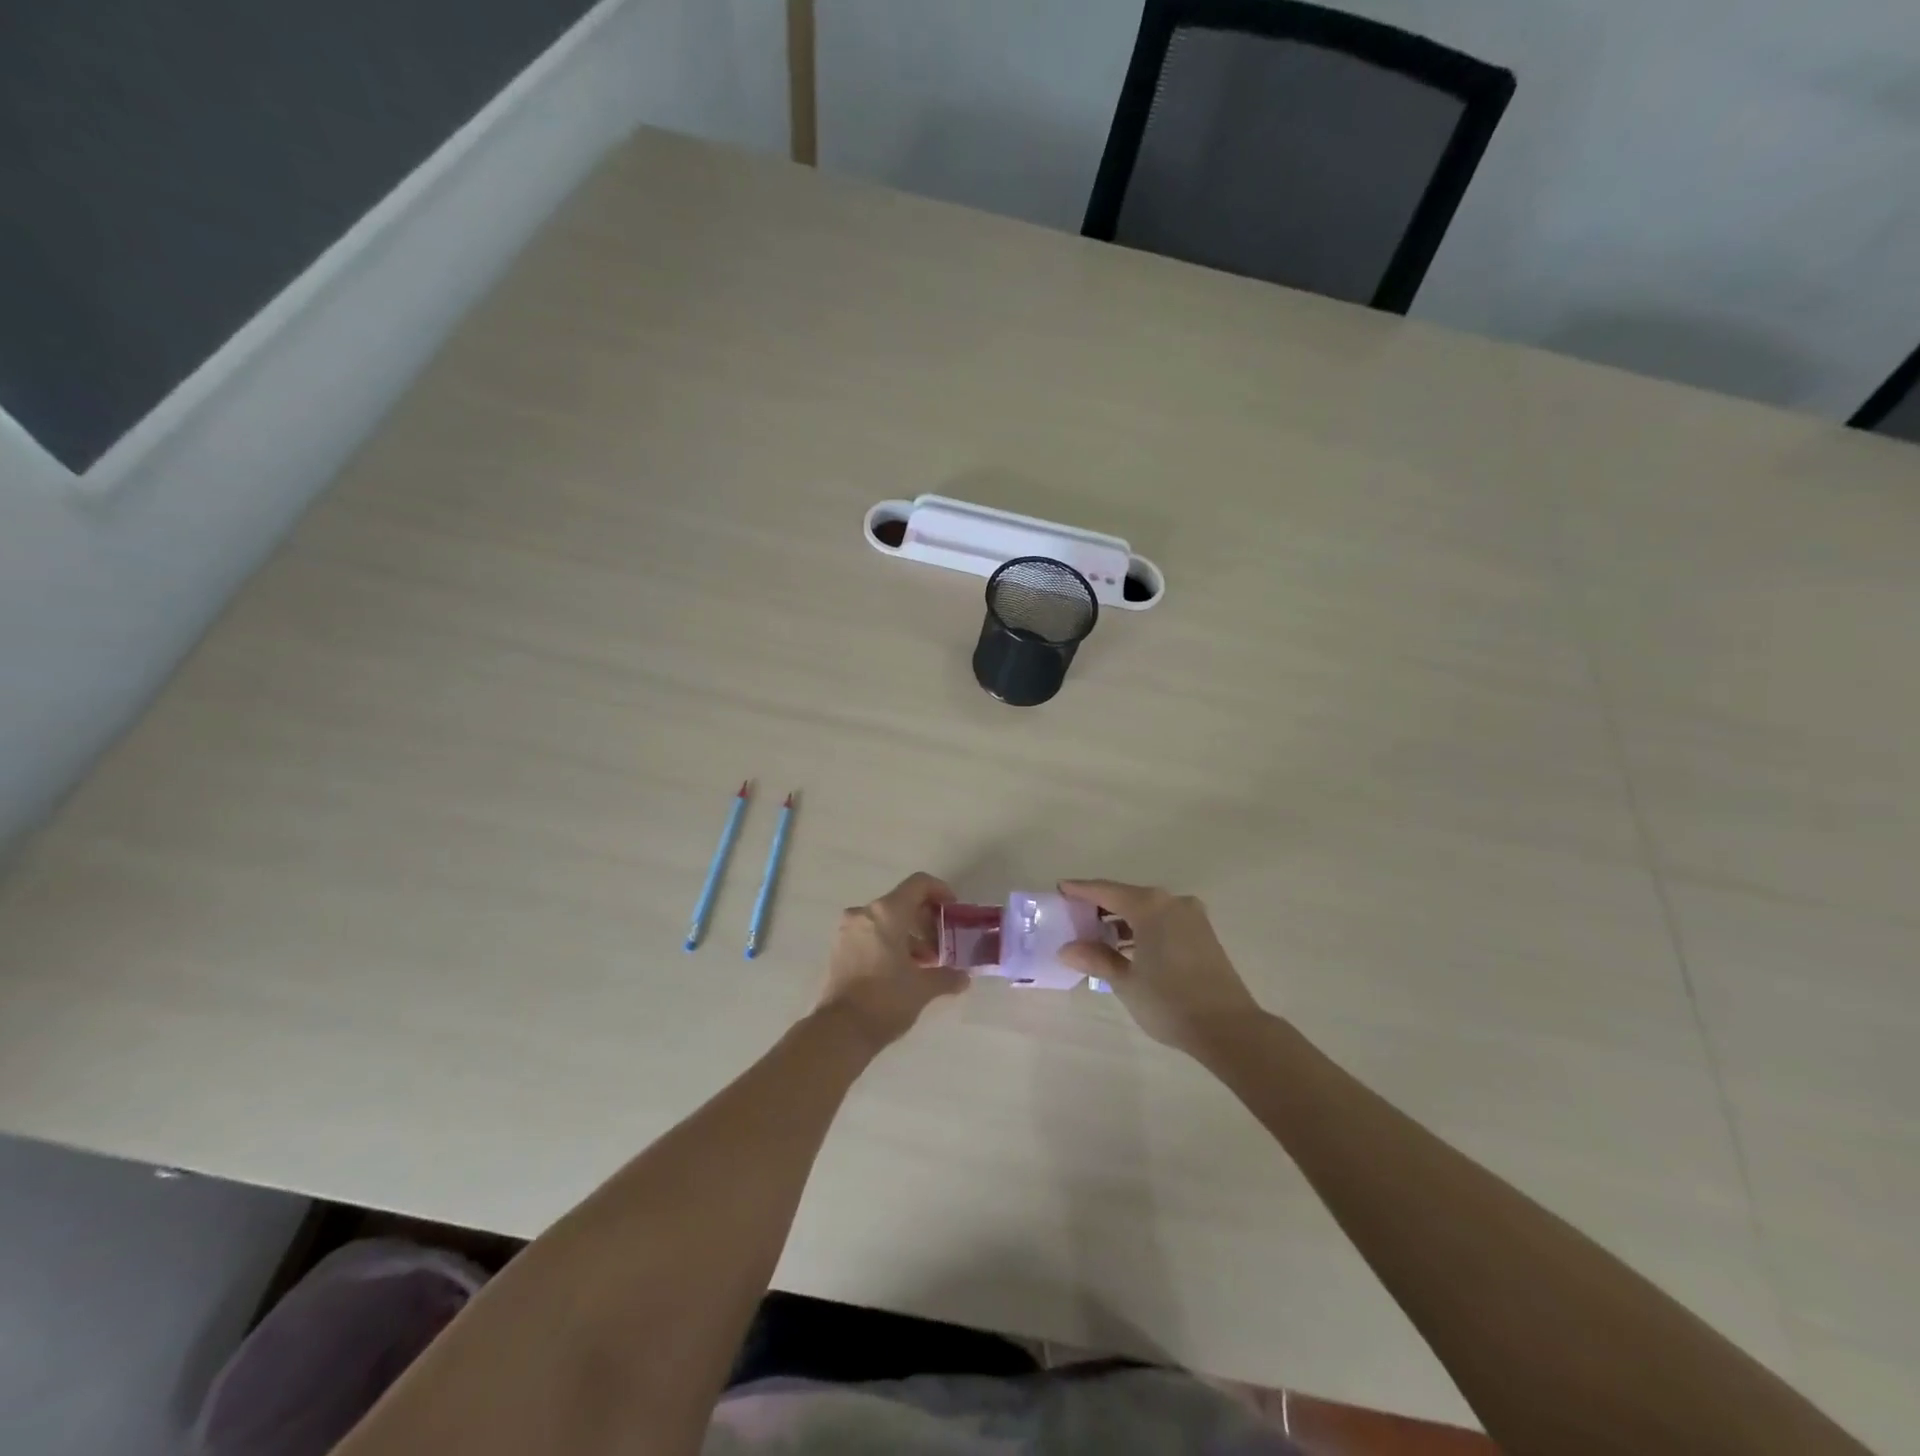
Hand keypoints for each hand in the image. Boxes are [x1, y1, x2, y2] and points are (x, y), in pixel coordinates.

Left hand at [817, 873, 969, 1051]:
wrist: (839, 1031)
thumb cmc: (886, 999)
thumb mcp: (923, 988)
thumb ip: (947, 976)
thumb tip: (963, 978)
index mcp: (887, 912)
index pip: (919, 884)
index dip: (940, 891)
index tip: (953, 911)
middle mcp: (864, 913)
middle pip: (902, 902)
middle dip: (926, 920)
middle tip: (943, 943)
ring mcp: (848, 930)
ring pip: (886, 920)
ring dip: (909, 935)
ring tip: (926, 963)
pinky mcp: (839, 949)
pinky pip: (871, 934)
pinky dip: (890, 943)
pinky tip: (903, 970)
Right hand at [1056, 880, 1261, 1053]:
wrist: (1229, 1028)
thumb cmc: (1170, 1000)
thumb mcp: (1125, 981)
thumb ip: (1096, 958)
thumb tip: (1067, 949)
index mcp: (1150, 906)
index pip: (1106, 890)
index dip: (1080, 890)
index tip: (1059, 888)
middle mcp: (1172, 902)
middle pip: (1127, 896)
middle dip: (1101, 905)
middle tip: (1075, 916)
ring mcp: (1192, 917)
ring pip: (1147, 910)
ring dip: (1122, 919)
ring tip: (1097, 936)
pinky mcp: (1203, 934)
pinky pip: (1163, 921)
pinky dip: (1142, 928)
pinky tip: (1127, 947)